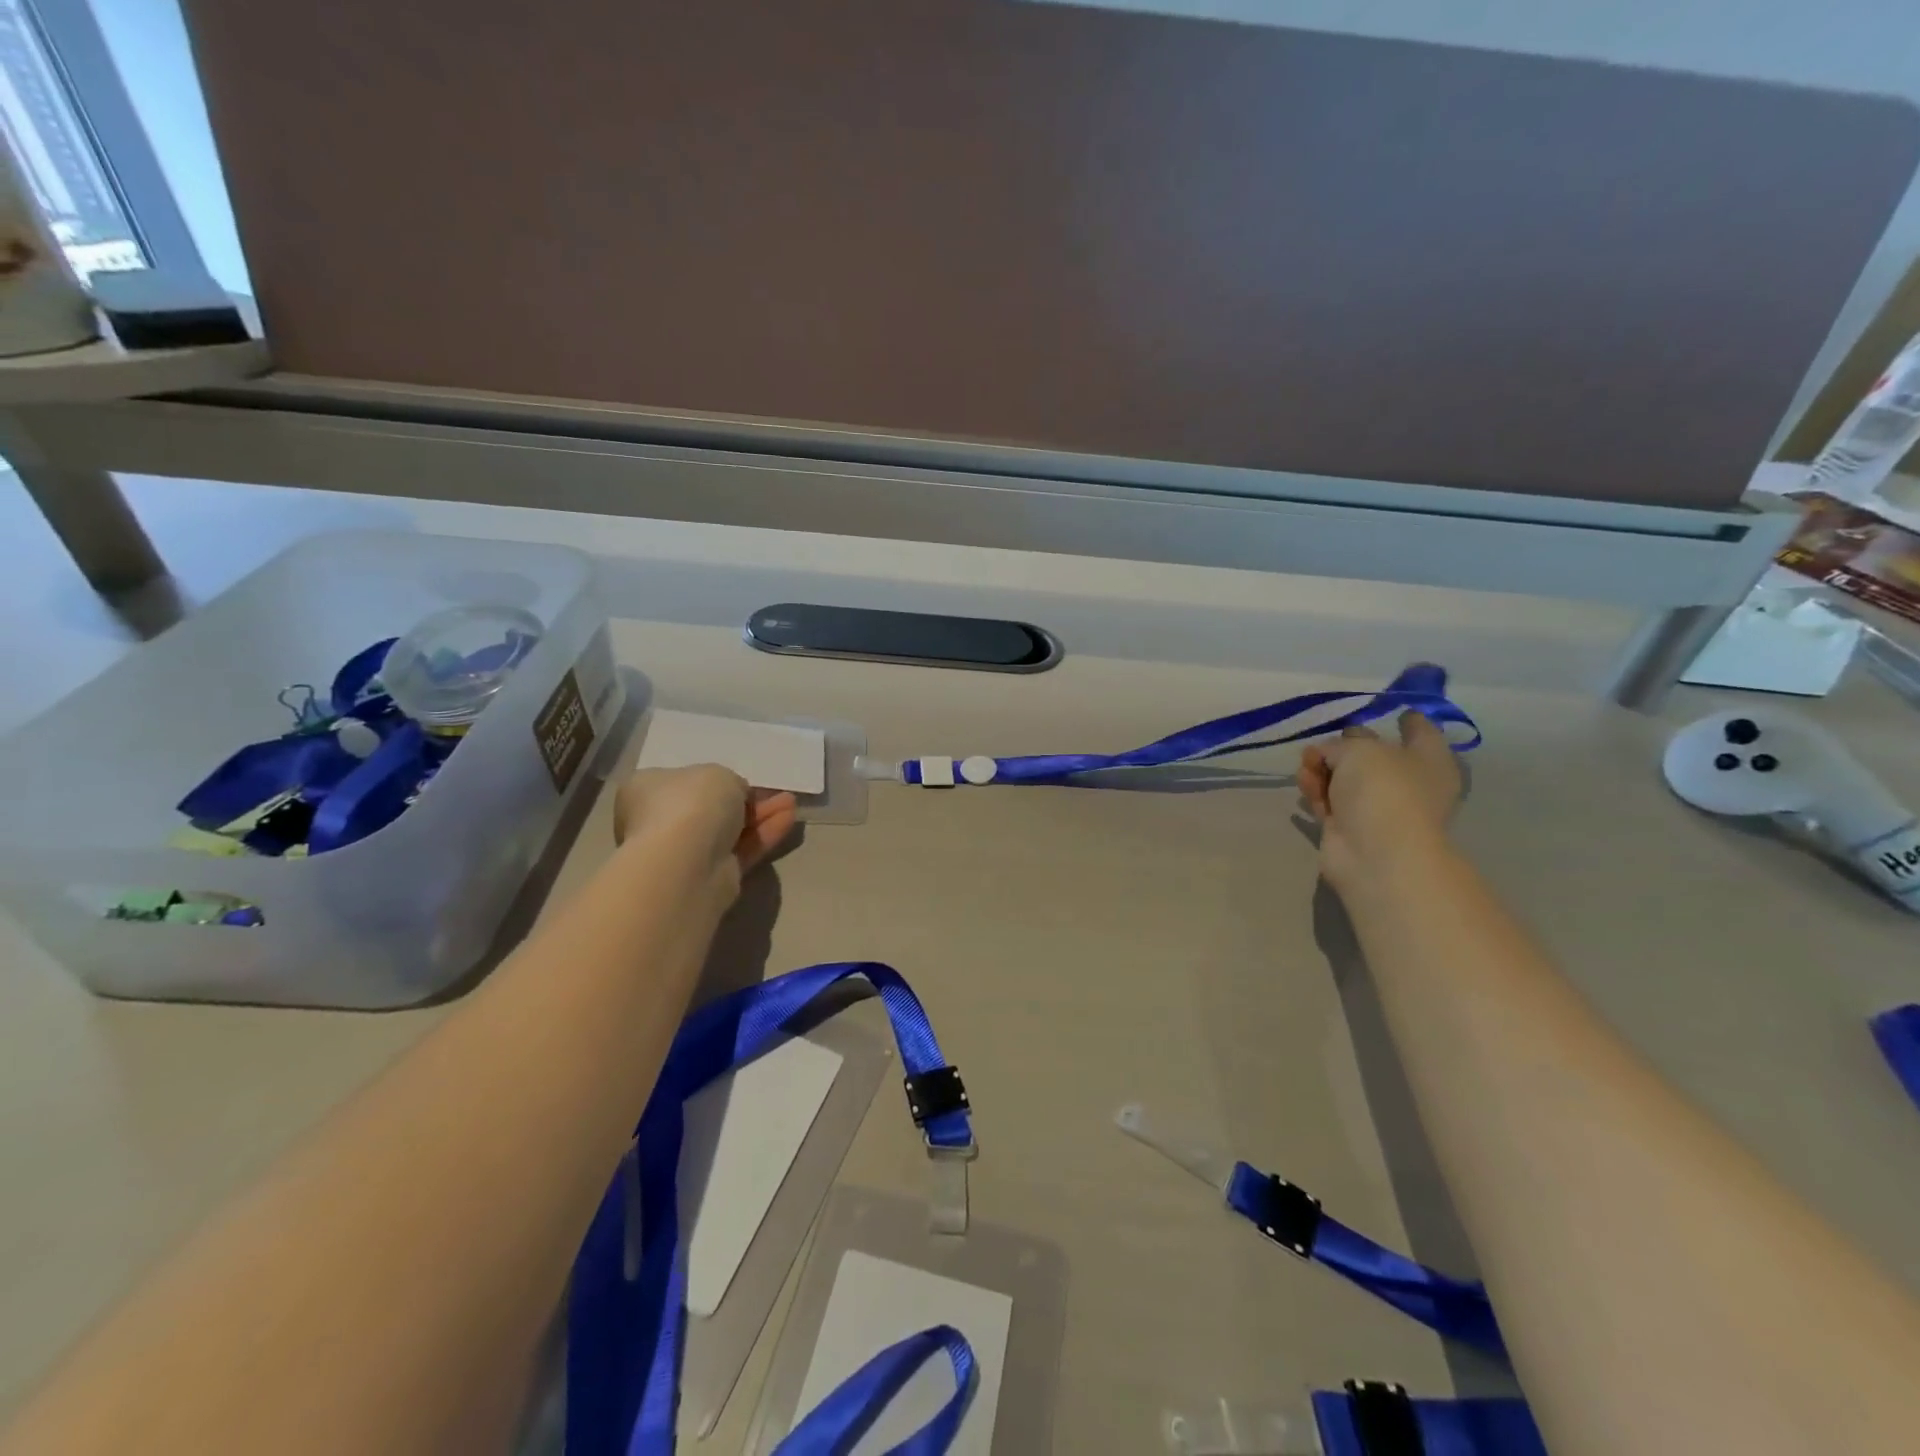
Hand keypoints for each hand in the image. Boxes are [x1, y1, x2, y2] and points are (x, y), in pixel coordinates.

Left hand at [613, 766, 796, 880]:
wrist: (686, 863)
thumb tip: (734, 797)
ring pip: (728, 831)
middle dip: (745, 800)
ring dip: (760, 816)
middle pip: (709, 809)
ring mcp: (683, 854)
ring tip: (791, 802)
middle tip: (774, 792)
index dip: (713, 780)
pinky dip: (763, 835)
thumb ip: (728, 783)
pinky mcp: (709, 877)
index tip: (742, 780)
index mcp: (646, 790)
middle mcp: (658, 822)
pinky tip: (788, 820)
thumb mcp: (718, 774)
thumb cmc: (691, 804)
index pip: (680, 782)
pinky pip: (740, 851)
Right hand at [1299, 712, 1461, 887]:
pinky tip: (1304, 783)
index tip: (1397, 711)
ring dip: (1322, 769)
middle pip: (1374, 756)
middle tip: (1322, 742)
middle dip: (1345, 747)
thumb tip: (1327, 753)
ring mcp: (1378, 807)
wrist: (1374, 851)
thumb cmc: (1383, 789)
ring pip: (1345, 778)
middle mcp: (1407, 783)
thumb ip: (1340, 744)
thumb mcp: (1359, 749)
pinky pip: (1329, 800)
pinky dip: (1316, 790)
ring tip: (1306, 766)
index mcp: (1428, 760)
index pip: (1422, 732)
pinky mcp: (1349, 826)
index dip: (1409, 720)